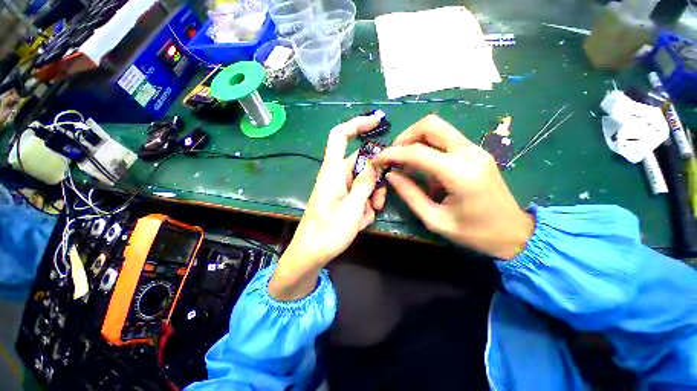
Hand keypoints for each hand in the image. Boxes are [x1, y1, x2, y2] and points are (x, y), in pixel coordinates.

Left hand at [269, 114, 387, 300]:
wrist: (311, 254)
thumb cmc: (328, 231)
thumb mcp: (353, 208)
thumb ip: (365, 183)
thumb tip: (376, 164)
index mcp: (333, 172)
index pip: (340, 136)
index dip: (357, 124)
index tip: (377, 121)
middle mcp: (336, 176)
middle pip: (362, 165)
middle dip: (375, 183)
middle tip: (379, 202)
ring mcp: (340, 189)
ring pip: (364, 184)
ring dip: (371, 199)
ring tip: (366, 218)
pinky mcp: (342, 200)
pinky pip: (359, 196)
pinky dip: (364, 208)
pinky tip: (359, 223)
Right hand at [377, 114, 534, 259]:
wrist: (514, 232)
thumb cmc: (474, 233)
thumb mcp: (435, 220)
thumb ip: (410, 195)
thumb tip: (391, 175)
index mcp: (460, 174)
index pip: (418, 152)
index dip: (393, 153)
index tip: (377, 160)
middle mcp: (469, 153)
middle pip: (431, 124)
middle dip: (405, 136)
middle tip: (393, 155)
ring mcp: (475, 149)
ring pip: (439, 127)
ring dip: (415, 138)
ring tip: (403, 158)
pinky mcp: (476, 152)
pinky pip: (446, 138)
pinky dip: (427, 144)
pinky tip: (420, 162)